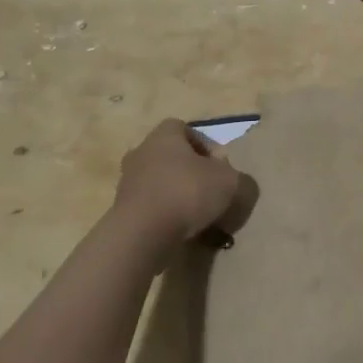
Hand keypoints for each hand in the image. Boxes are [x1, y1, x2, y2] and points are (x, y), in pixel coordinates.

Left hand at [112, 118, 252, 247]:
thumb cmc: (187, 193)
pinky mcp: (122, 210)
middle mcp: (141, 152)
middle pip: (170, 156)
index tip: (219, 166)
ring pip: (159, 182)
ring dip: (177, 194)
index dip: (204, 144)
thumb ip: (240, 179)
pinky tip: (181, 231)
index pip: (184, 128)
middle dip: (190, 171)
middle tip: (210, 189)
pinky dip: (165, 215)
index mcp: (164, 136)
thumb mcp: (230, 182)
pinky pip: (150, 207)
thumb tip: (237, 182)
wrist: (143, 234)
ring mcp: (127, 182)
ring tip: (198, 215)